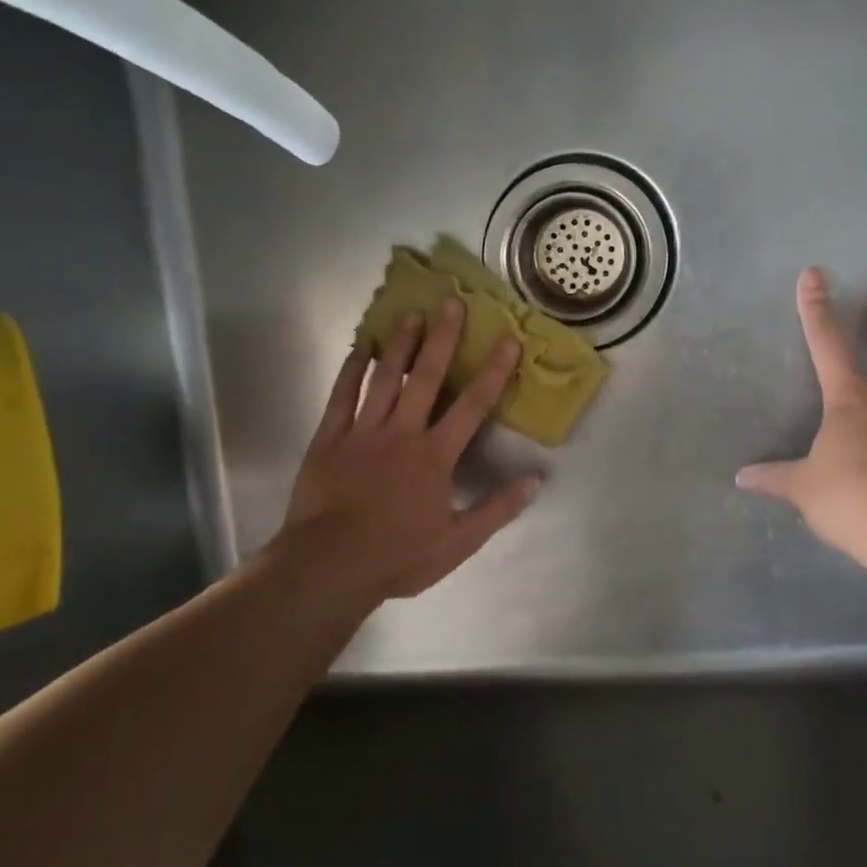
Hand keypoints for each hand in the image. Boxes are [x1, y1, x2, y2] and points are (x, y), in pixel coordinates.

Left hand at [281, 298, 541, 601]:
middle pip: (427, 377)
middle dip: (443, 338)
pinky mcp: (329, 438)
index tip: (508, 339)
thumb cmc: (397, 556)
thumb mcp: (458, 542)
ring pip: (385, 378)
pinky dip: (351, 368)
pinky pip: (342, 395)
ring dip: (400, 344)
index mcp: (435, 456)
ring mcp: (363, 432)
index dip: (494, 371)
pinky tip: (359, 345)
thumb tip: (537, 479)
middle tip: (452, 301)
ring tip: (411, 313)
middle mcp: (402, 433)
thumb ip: (497, 509)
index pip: (473, 406)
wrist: (329, 565)